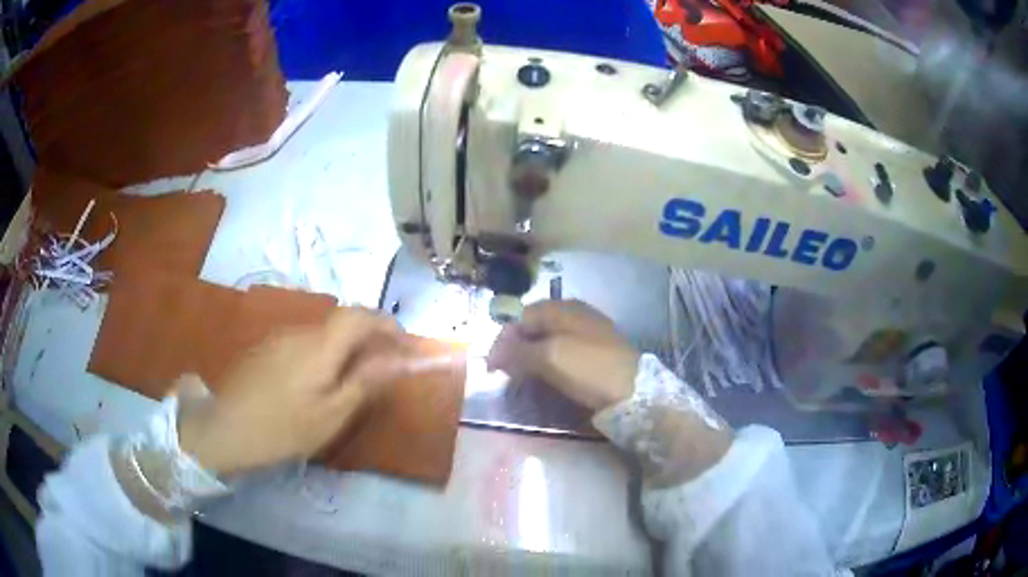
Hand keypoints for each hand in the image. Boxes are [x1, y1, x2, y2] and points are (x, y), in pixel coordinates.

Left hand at [177, 307, 404, 475]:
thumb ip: (365, 381)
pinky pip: (304, 343)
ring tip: (352, 379)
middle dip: (369, 337)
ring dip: (345, 347)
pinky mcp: (266, 349)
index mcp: (320, 345)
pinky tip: (316, 383)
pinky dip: (323, 354)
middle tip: (383, 367)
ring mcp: (279, 338)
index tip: (405, 345)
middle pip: (343, 322)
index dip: (387, 324)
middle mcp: (301, 331)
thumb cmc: (283, 427)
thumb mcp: (332, 413)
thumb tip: (397, 359)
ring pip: (323, 333)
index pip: (361, 315)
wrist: (225, 429)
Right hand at [487, 300, 639, 411]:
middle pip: (533, 326)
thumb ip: (519, 352)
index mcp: (561, 308)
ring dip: (530, 356)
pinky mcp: (595, 349)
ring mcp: (586, 330)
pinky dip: (547, 361)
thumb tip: (495, 354)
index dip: (502, 340)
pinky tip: (546, 375)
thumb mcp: (550, 358)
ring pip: (547, 338)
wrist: (634, 389)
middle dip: (515, 348)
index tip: (492, 367)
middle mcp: (573, 313)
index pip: (520, 317)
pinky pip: (562, 349)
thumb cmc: (589, 368)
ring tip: (521, 377)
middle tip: (504, 373)